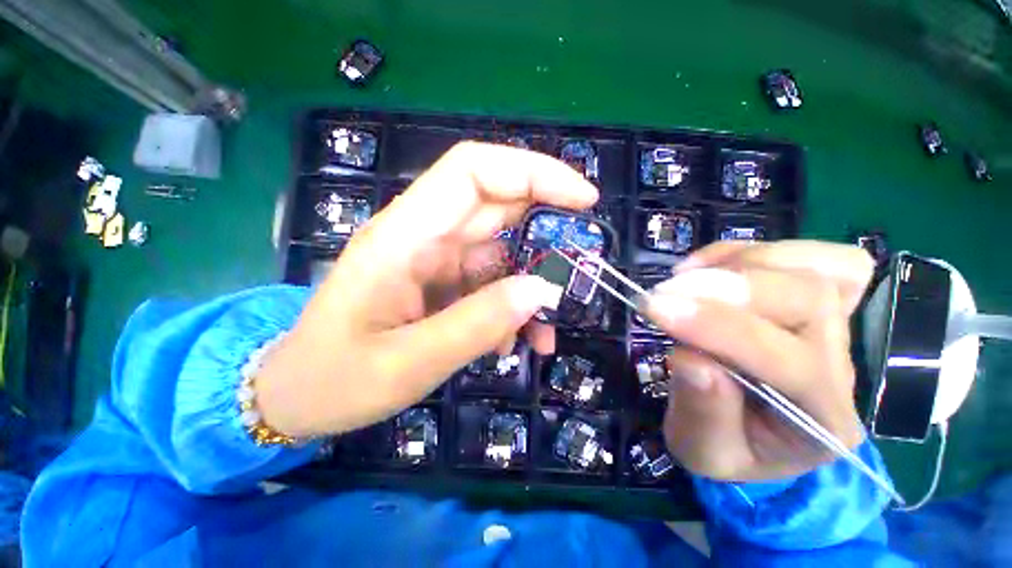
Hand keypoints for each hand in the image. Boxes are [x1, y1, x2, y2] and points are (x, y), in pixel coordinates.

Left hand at [257, 142, 597, 437]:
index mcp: (404, 238)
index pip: (473, 172)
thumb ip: (476, 324)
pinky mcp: (442, 285)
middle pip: (497, 208)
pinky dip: (512, 309)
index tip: (582, 199)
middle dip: (547, 232)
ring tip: (545, 332)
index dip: (532, 173)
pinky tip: (514, 344)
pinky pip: (490, 284)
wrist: (300, 395)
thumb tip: (542, 292)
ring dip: (532, 287)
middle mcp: (423, 238)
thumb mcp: (408, 363)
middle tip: (582, 269)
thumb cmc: (337, 380)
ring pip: (502, 253)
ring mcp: (435, 262)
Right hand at [643, 241, 873, 480]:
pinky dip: (745, 251)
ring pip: (810, 267)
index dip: (717, 327)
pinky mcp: (817, 296)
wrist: (758, 434)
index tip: (655, 307)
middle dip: (727, 287)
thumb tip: (689, 357)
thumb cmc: (731, 447)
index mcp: (821, 419)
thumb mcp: (704, 450)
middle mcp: (842, 365)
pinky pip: (804, 253)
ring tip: (683, 280)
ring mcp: (836, 324)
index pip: (786, 361)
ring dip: (734, 265)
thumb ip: (701, 411)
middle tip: (664, 291)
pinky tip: (703, 268)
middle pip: (808, 298)